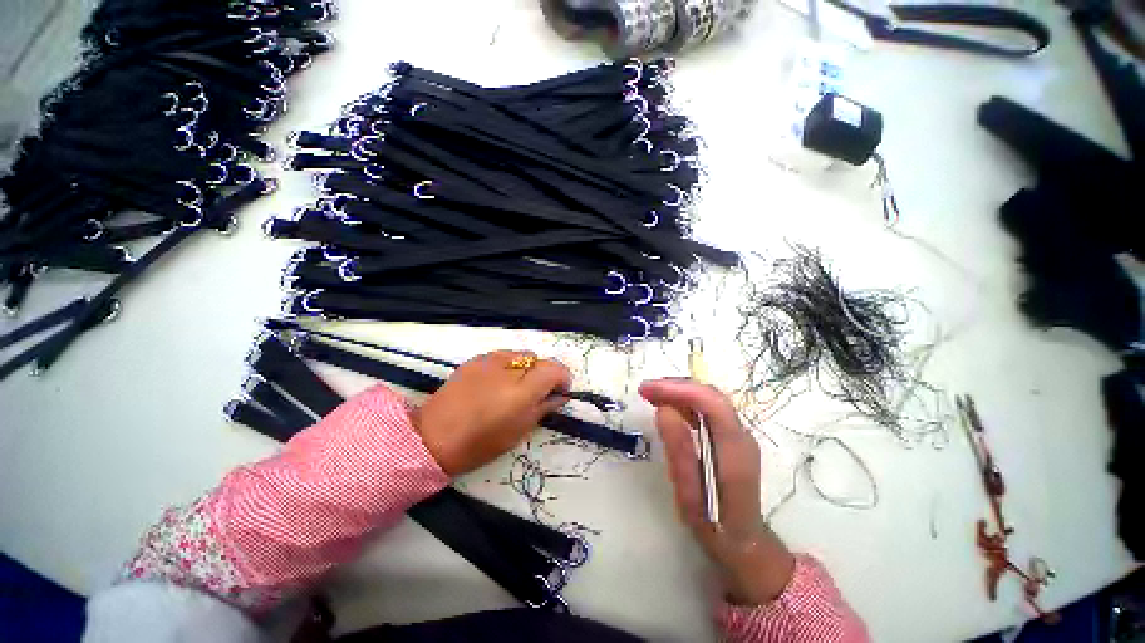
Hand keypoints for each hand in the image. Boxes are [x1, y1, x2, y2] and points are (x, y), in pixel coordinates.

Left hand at [413, 351, 570, 475]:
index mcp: (522, 391)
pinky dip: (509, 365)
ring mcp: (490, 360)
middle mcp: (509, 368)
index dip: (563, 378)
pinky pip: (503, 355)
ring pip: (522, 354)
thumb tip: (559, 396)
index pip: (555, 369)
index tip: (561, 391)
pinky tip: (498, 381)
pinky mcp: (476, 359)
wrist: (433, 437)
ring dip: (528, 368)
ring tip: (516, 386)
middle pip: (540, 360)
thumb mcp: (519, 431)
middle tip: (538, 392)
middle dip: (545, 374)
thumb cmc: (480, 443)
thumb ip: (543, 408)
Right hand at [640, 378, 795, 605]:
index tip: (647, 389)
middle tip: (644, 390)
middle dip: (675, 387)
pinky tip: (668, 406)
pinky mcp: (732, 436)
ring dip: (679, 392)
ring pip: (709, 399)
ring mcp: (739, 434)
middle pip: (710, 395)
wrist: (744, 543)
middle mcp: (742, 435)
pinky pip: (708, 409)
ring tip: (651, 395)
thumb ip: (679, 451)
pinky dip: (685, 402)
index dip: (677, 390)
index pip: (710, 403)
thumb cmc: (713, 525)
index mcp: (735, 449)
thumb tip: (664, 410)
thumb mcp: (689, 495)